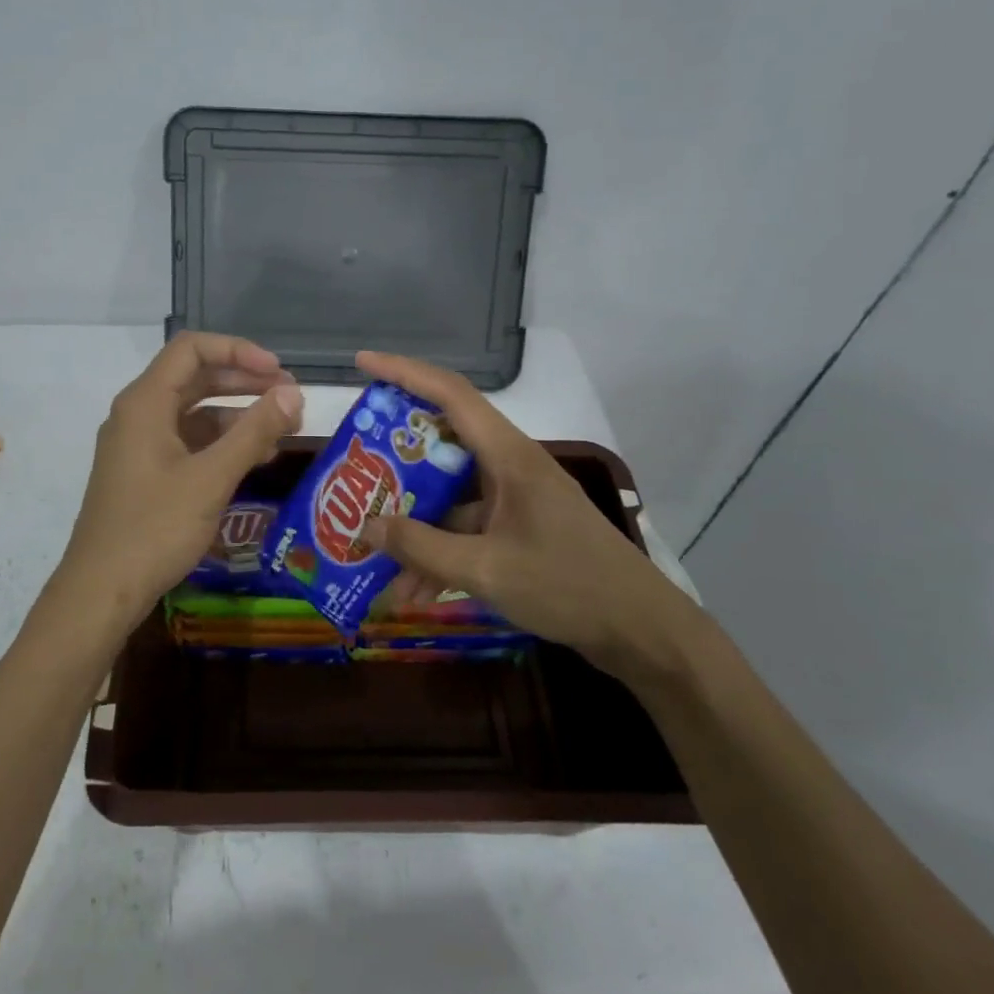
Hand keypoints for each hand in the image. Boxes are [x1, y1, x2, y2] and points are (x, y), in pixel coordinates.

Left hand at [58, 333, 302, 627]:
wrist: (102, 590)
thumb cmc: (155, 528)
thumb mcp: (211, 478)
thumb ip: (254, 432)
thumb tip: (293, 393)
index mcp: (145, 403)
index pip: (192, 349)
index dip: (239, 351)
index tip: (279, 372)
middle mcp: (138, 414)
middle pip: (194, 378)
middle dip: (244, 383)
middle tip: (290, 398)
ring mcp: (138, 445)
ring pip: (193, 413)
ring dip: (237, 415)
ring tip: (281, 430)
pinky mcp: (143, 473)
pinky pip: (187, 442)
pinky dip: (220, 443)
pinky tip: (253, 459)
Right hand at [355, 350, 706, 683]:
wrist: (640, 630)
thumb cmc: (568, 586)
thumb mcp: (486, 570)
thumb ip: (422, 548)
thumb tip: (366, 527)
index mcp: (508, 457)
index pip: (451, 395)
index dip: (404, 373)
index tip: (363, 363)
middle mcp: (510, 468)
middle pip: (441, 445)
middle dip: (394, 461)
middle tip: (354, 471)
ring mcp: (515, 499)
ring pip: (449, 498)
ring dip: (414, 524)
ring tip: (372, 554)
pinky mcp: (519, 529)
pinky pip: (465, 529)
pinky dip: (438, 552)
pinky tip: (412, 591)